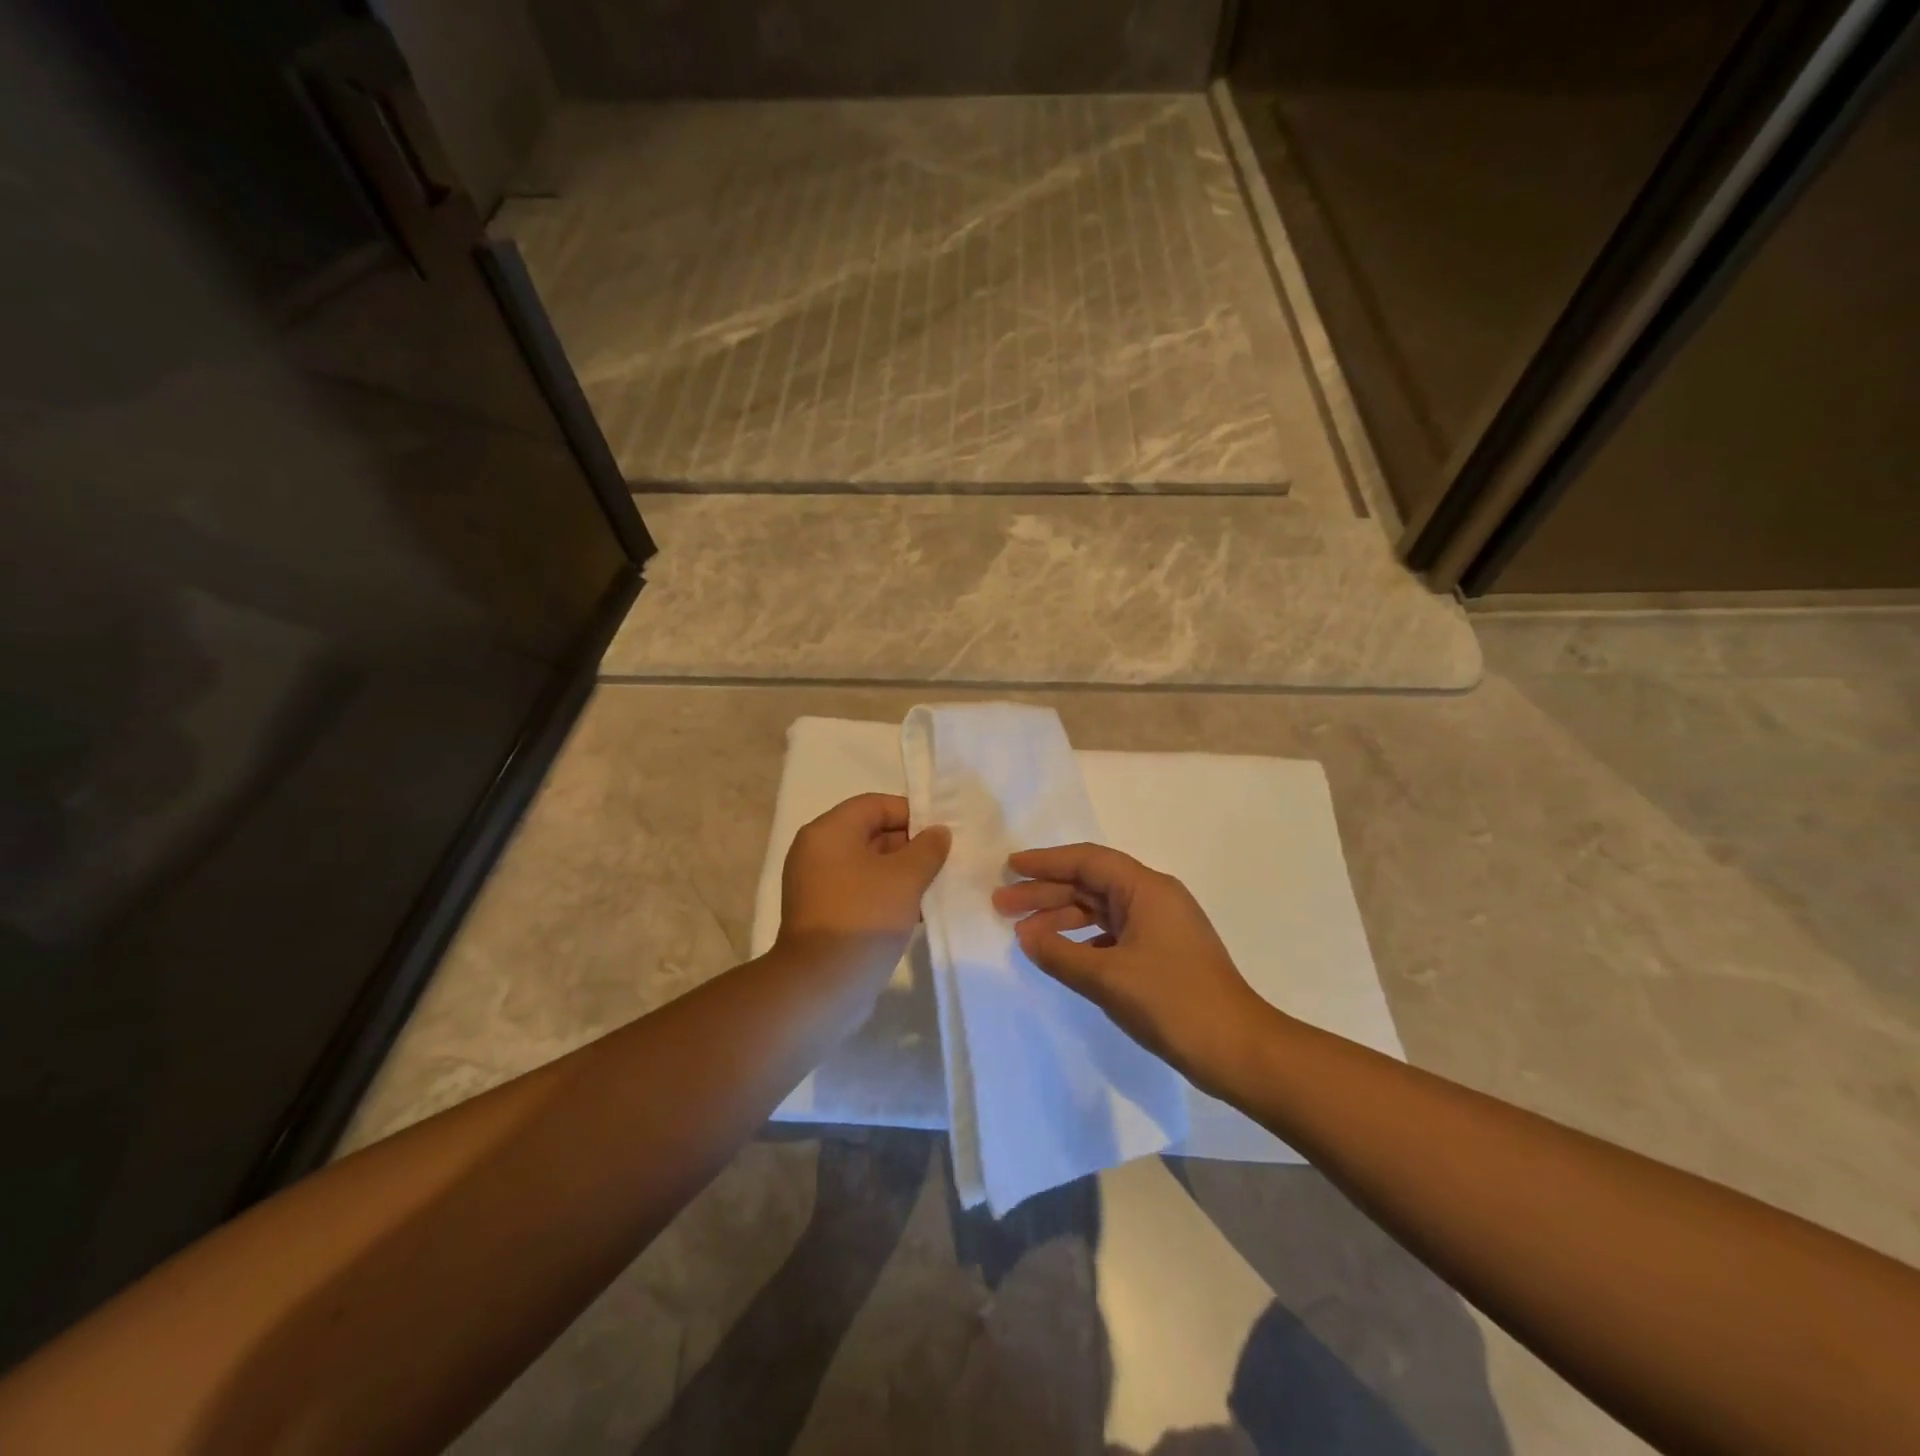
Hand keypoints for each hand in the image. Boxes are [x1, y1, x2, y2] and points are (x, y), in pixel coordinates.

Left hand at [778, 793, 950, 976]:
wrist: (821, 985)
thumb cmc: (864, 917)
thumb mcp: (905, 878)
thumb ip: (928, 848)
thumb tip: (938, 832)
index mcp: (829, 832)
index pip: (875, 805)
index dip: (912, 814)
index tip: (942, 834)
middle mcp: (817, 852)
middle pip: (871, 833)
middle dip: (910, 845)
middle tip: (944, 861)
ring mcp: (817, 885)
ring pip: (868, 866)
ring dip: (901, 873)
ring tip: (936, 887)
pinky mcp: (823, 914)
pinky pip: (860, 891)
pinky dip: (886, 895)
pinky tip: (916, 911)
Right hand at [992, 843, 1273, 1088]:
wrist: (1238, 1049)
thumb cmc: (1172, 1002)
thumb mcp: (1107, 977)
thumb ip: (1060, 953)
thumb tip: (1025, 936)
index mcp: (1146, 889)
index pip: (1087, 861)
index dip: (1046, 862)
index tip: (1011, 867)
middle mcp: (1154, 898)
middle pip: (1090, 883)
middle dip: (1045, 892)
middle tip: (1001, 904)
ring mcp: (1160, 926)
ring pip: (1100, 909)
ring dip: (1061, 918)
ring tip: (1021, 933)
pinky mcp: (1162, 952)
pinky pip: (1112, 933)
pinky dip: (1082, 940)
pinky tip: (1059, 954)